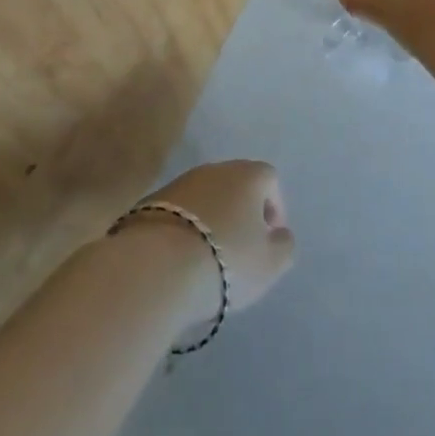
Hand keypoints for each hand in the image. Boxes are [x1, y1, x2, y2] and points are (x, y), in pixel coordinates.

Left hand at [129, 160, 295, 325]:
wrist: (156, 266)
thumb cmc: (226, 260)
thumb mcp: (270, 263)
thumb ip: (284, 245)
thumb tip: (279, 234)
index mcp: (248, 175)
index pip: (269, 179)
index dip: (275, 207)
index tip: (270, 238)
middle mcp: (214, 169)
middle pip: (235, 184)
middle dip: (242, 211)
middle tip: (242, 246)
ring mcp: (179, 182)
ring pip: (205, 196)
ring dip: (212, 218)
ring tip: (210, 255)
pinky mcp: (150, 201)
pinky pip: (178, 211)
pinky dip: (185, 228)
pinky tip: (182, 256)